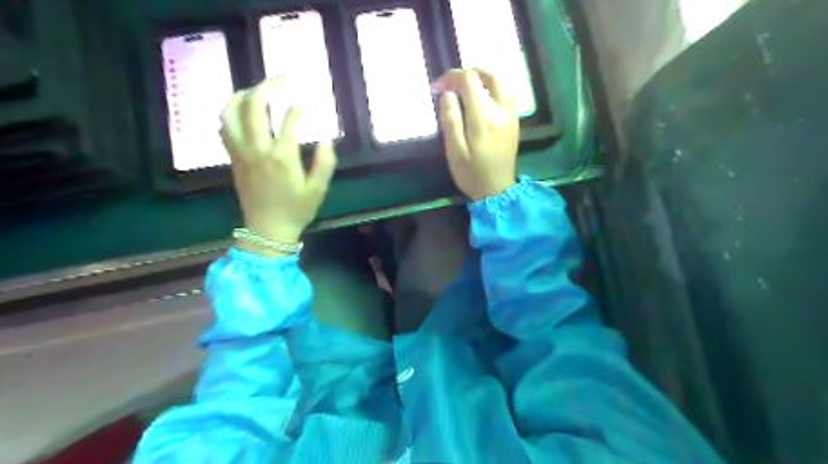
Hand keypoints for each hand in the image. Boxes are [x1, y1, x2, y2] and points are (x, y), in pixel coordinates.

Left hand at [221, 78, 337, 250]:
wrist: (267, 230)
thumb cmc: (296, 210)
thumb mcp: (318, 190)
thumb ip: (325, 163)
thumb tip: (327, 140)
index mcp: (282, 156)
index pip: (291, 118)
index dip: (304, 107)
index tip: (314, 106)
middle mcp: (257, 148)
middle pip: (254, 104)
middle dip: (269, 85)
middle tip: (285, 80)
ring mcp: (241, 151)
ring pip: (230, 111)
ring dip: (243, 94)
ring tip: (259, 90)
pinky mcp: (233, 157)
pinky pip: (224, 127)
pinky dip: (232, 112)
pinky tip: (245, 112)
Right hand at [434, 67, 515, 200]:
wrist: (497, 190)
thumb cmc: (471, 173)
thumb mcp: (454, 150)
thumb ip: (450, 120)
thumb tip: (447, 94)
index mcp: (483, 117)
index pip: (469, 80)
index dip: (451, 78)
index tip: (438, 88)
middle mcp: (501, 110)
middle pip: (490, 75)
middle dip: (470, 73)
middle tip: (453, 83)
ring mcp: (511, 115)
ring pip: (503, 82)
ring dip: (484, 78)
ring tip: (467, 89)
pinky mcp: (515, 122)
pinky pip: (508, 94)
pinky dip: (495, 88)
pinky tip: (483, 99)